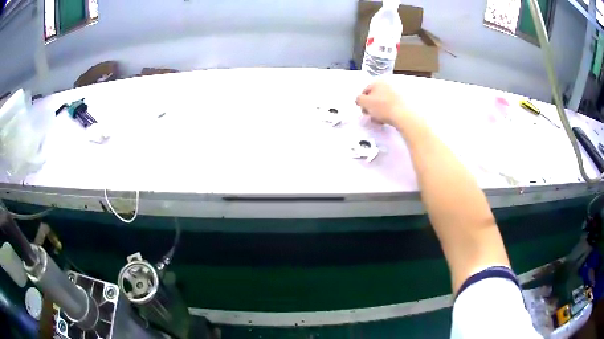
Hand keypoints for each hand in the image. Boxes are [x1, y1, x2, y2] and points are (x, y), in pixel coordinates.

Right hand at [355, 82, 408, 126]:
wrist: (402, 115)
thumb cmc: (382, 107)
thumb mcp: (365, 102)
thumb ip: (359, 99)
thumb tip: (359, 100)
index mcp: (377, 83)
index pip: (365, 91)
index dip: (362, 101)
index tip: (362, 109)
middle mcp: (386, 86)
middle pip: (373, 97)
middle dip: (370, 107)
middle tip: (369, 115)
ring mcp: (395, 94)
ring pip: (381, 103)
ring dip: (377, 112)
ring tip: (377, 120)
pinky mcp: (400, 102)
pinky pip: (389, 107)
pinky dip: (385, 113)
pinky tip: (384, 120)